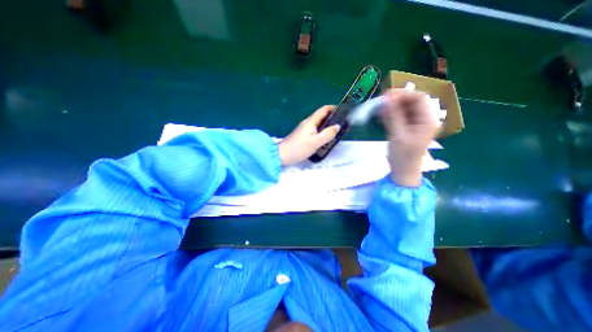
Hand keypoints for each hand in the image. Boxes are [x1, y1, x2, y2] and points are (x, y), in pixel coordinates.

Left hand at [279, 105, 339, 166]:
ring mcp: (304, 129)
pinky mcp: (302, 136)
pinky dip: (321, 132)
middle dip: (331, 118)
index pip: (323, 110)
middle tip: (341, 124)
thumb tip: (337, 126)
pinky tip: (324, 139)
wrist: (282, 155)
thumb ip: (327, 134)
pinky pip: (314, 130)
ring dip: (326, 125)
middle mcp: (307, 123)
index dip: (332, 108)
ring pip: (318, 124)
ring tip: (335, 132)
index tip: (342, 111)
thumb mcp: (315, 142)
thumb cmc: (299, 148)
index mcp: (310, 122)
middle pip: (321, 116)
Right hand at [381, 88, 435, 186]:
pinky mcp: (406, 127)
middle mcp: (423, 118)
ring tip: (379, 108)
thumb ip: (393, 116)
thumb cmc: (403, 156)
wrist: (402, 170)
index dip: (403, 94)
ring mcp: (414, 123)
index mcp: (427, 120)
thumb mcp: (398, 136)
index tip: (385, 96)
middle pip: (411, 101)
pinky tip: (381, 115)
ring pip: (404, 108)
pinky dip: (390, 113)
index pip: (418, 99)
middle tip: (380, 101)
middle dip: (396, 99)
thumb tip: (386, 99)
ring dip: (391, 106)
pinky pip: (399, 115)